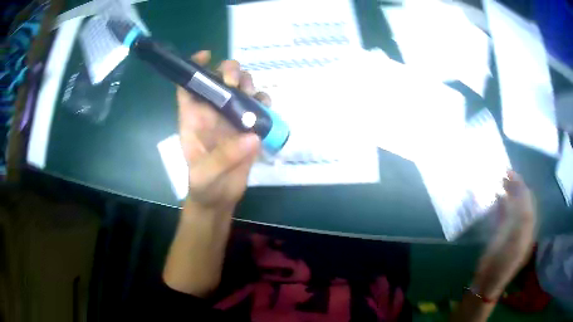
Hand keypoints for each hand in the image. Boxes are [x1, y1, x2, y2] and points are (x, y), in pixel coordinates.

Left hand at [178, 51, 270, 214]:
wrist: (219, 199)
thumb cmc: (204, 186)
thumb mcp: (206, 175)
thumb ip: (224, 157)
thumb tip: (251, 134)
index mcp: (193, 118)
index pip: (188, 86)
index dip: (194, 67)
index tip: (206, 55)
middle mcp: (212, 113)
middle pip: (219, 79)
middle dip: (229, 72)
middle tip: (237, 84)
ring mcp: (231, 118)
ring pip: (240, 88)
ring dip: (248, 83)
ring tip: (252, 96)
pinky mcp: (247, 128)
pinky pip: (257, 106)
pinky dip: (263, 102)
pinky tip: (264, 110)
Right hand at [473, 171, 536, 299]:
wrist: (487, 283)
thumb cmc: (502, 264)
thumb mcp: (515, 240)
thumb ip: (522, 218)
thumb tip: (522, 193)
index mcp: (528, 229)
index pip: (528, 201)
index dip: (521, 186)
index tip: (510, 173)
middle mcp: (523, 228)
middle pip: (521, 202)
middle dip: (514, 187)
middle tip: (504, 175)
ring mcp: (512, 232)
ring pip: (513, 207)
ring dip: (508, 195)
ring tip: (500, 183)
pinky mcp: (502, 237)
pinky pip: (504, 216)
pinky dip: (501, 206)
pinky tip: (496, 199)